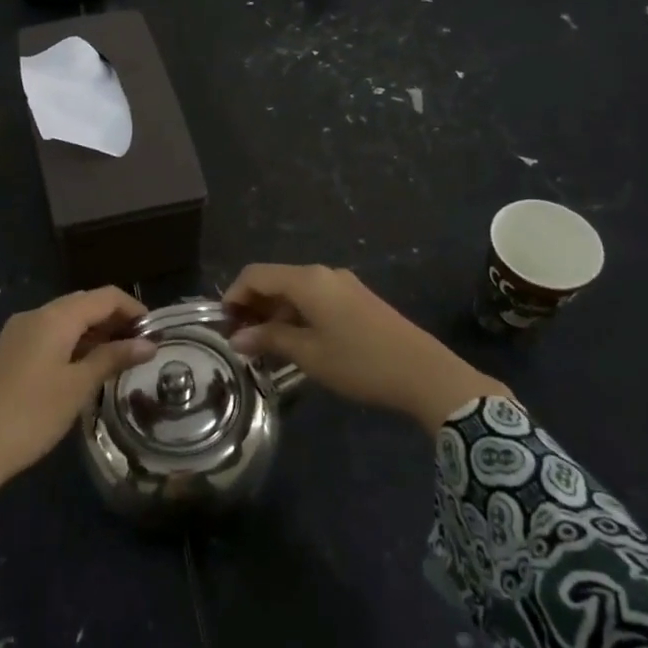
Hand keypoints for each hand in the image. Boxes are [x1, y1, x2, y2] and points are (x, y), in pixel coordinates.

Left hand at [0, 288, 154, 505]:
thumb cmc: (30, 415)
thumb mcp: (77, 387)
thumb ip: (112, 359)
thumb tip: (147, 344)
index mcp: (54, 317)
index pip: (104, 296)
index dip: (133, 308)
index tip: (156, 332)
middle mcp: (34, 316)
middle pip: (83, 304)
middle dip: (114, 319)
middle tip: (140, 346)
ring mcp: (16, 334)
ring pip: (65, 320)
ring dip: (93, 332)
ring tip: (118, 358)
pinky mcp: (7, 353)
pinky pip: (48, 336)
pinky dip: (72, 343)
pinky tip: (84, 368)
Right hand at [224, 264, 510, 432]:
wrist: (424, 372)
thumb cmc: (360, 362)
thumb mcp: (309, 354)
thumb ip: (270, 340)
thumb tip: (237, 338)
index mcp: (308, 281)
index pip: (256, 275)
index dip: (233, 296)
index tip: (223, 325)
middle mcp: (323, 274)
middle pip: (275, 279)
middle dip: (253, 306)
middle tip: (241, 340)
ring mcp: (343, 285)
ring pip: (295, 291)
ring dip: (274, 313)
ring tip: (264, 347)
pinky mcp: (357, 299)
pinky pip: (315, 299)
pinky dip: (297, 315)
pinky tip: (295, 342)